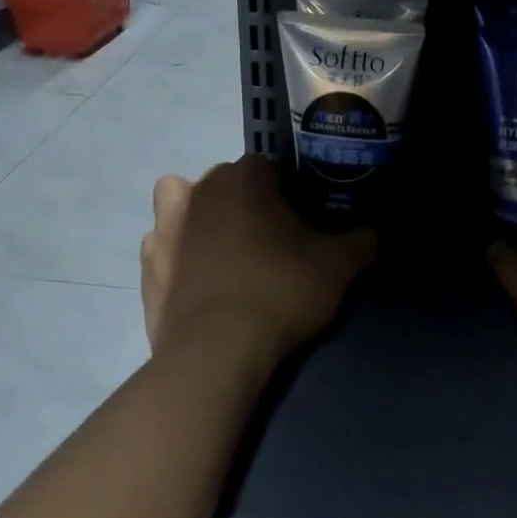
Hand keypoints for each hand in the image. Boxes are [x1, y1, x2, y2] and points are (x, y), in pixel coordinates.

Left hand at [141, 157, 375, 363]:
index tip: (303, 221)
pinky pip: (164, 246)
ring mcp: (165, 227)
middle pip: (227, 183)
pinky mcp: (147, 265)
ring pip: (183, 204)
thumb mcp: (338, 267)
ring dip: (201, 217)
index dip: (290, 192)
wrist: (217, 350)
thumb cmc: (281, 292)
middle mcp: (199, 191)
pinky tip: (199, 280)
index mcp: (244, 179)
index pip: (271, 167)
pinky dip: (179, 254)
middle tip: (271, 240)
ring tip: (225, 252)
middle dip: (246, 202)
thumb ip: (359, 241)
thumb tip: (369, 232)